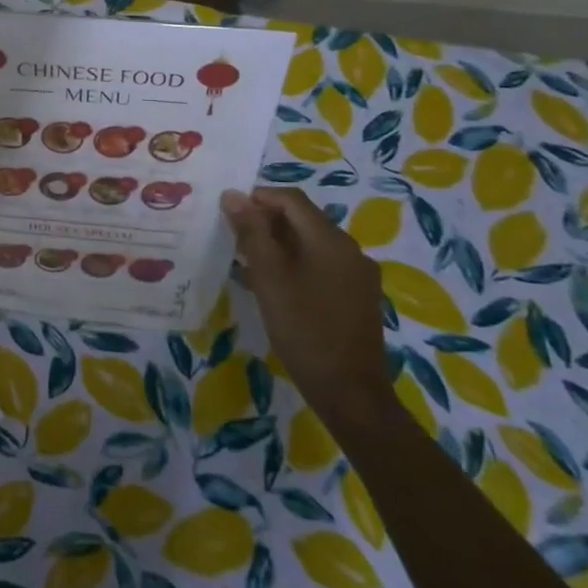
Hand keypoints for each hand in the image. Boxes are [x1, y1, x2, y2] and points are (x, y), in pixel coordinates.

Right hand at [222, 186, 392, 433]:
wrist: (350, 392)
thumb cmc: (304, 328)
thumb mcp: (269, 277)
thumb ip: (251, 232)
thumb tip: (233, 195)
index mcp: (330, 239)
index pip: (291, 199)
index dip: (258, 197)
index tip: (229, 211)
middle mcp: (350, 249)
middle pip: (304, 219)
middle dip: (267, 222)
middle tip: (235, 239)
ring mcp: (359, 275)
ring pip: (313, 243)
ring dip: (280, 244)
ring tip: (250, 263)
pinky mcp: (359, 297)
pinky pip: (324, 265)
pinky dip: (297, 264)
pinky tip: (278, 287)